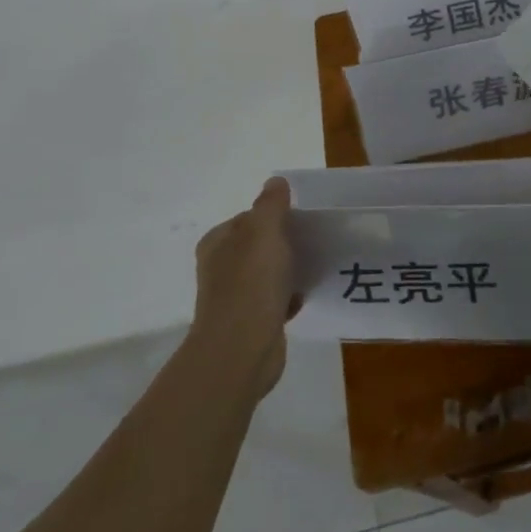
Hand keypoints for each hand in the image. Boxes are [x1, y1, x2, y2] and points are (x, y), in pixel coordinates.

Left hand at [189, 178, 298, 399]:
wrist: (242, 350)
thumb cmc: (251, 283)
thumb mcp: (264, 231)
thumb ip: (270, 204)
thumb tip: (274, 181)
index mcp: (217, 243)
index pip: (248, 218)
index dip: (274, 216)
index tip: (299, 220)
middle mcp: (220, 269)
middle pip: (258, 246)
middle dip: (283, 243)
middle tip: (311, 241)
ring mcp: (233, 298)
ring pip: (268, 274)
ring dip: (288, 270)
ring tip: (313, 266)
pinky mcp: (249, 324)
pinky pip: (274, 301)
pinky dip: (289, 297)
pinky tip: (305, 296)